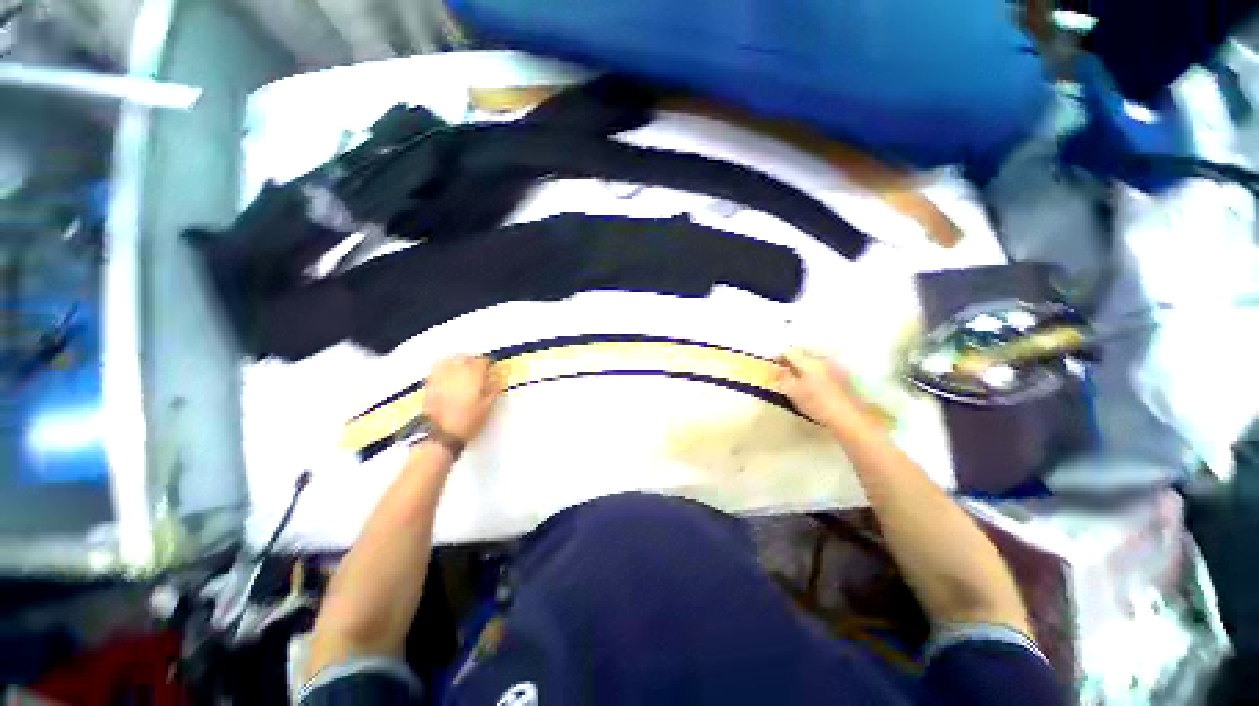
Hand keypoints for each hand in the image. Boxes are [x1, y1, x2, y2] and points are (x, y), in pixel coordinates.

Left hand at [423, 355, 500, 442]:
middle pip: (465, 358)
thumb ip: (492, 391)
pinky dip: (443, 365)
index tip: (490, 367)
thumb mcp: (486, 407)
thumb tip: (497, 382)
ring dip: (458, 360)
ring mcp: (441, 377)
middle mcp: (457, 373)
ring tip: (463, 364)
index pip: (482, 362)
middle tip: (478, 366)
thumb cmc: (467, 422)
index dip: (488, 363)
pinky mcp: (430, 384)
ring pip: (450, 360)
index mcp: (473, 377)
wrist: (441, 435)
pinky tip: (447, 370)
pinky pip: (437, 367)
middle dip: (473, 360)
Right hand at [776, 349, 873, 433]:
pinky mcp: (842, 379)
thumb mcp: (793, 392)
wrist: (849, 418)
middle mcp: (823, 361)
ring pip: (813, 363)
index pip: (790, 352)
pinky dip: (812, 374)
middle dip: (791, 362)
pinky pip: (821, 371)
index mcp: (810, 362)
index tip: (771, 364)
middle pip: (803, 356)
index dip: (778, 356)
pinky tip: (810, 385)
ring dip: (802, 368)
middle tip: (781, 371)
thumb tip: (776, 370)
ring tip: (794, 379)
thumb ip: (782, 379)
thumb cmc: (817, 404)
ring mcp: (835, 369)